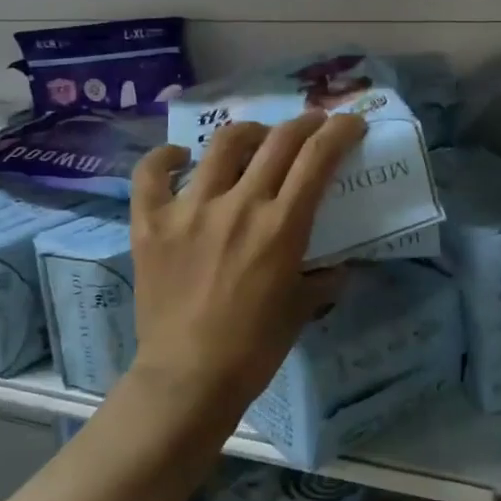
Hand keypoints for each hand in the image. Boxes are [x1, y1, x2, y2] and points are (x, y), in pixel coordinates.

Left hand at [128, 110, 366, 431]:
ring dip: (248, 133)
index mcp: (281, 226)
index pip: (317, 158)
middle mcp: (238, 205)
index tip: (349, 124)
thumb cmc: (254, 348)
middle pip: (277, 141)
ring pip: (222, 144)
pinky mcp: (150, 222)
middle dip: (303, 123)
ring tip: (254, 140)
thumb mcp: (301, 310)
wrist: (188, 377)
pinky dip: (166, 158)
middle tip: (311, 125)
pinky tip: (179, 158)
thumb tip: (339, 268)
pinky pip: (152, 173)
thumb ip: (324, 280)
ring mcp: (190, 209)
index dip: (339, 132)